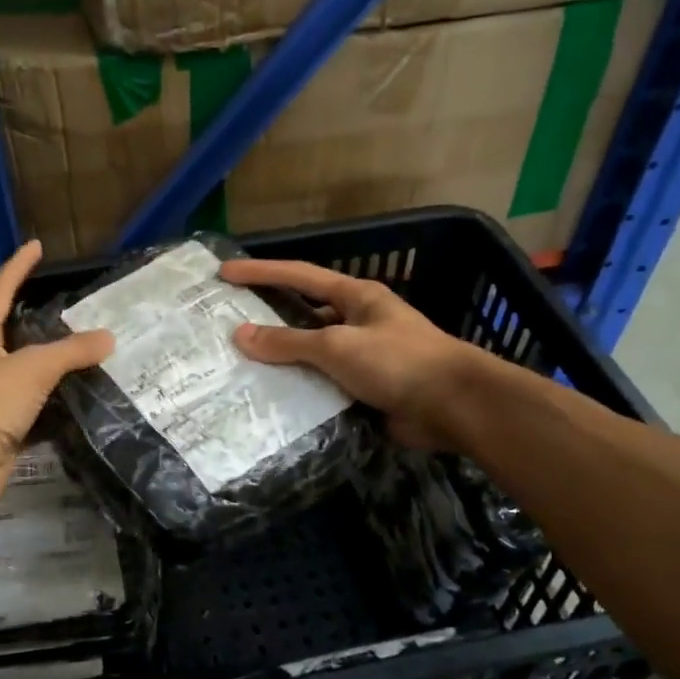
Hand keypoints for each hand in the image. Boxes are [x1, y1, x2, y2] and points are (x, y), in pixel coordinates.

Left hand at [0, 240, 112, 516]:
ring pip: (26, 379)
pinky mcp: (1, 434)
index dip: (18, 268)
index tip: (35, 246)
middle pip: (12, 337)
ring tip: (90, 361)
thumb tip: (108, 338)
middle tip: (76, 315)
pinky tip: (83, 407)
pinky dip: (57, 411)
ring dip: (53, 372)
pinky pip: (35, 415)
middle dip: (39, 325)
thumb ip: (71, 351)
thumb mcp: (32, 368)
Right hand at [219, 258, 477, 450]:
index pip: (299, 276)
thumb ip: (288, 342)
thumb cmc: (398, 361)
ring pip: (312, 354)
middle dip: (268, 317)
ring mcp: (363, 357)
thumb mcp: (338, 345)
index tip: (225, 273)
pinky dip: (300, 389)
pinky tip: (271, 398)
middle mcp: (358, 321)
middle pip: (304, 314)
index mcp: (356, 297)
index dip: (261, 272)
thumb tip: (241, 335)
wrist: (454, 407)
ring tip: (239, 365)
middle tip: (227, 324)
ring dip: (282, 359)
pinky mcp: (366, 389)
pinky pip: (323, 384)